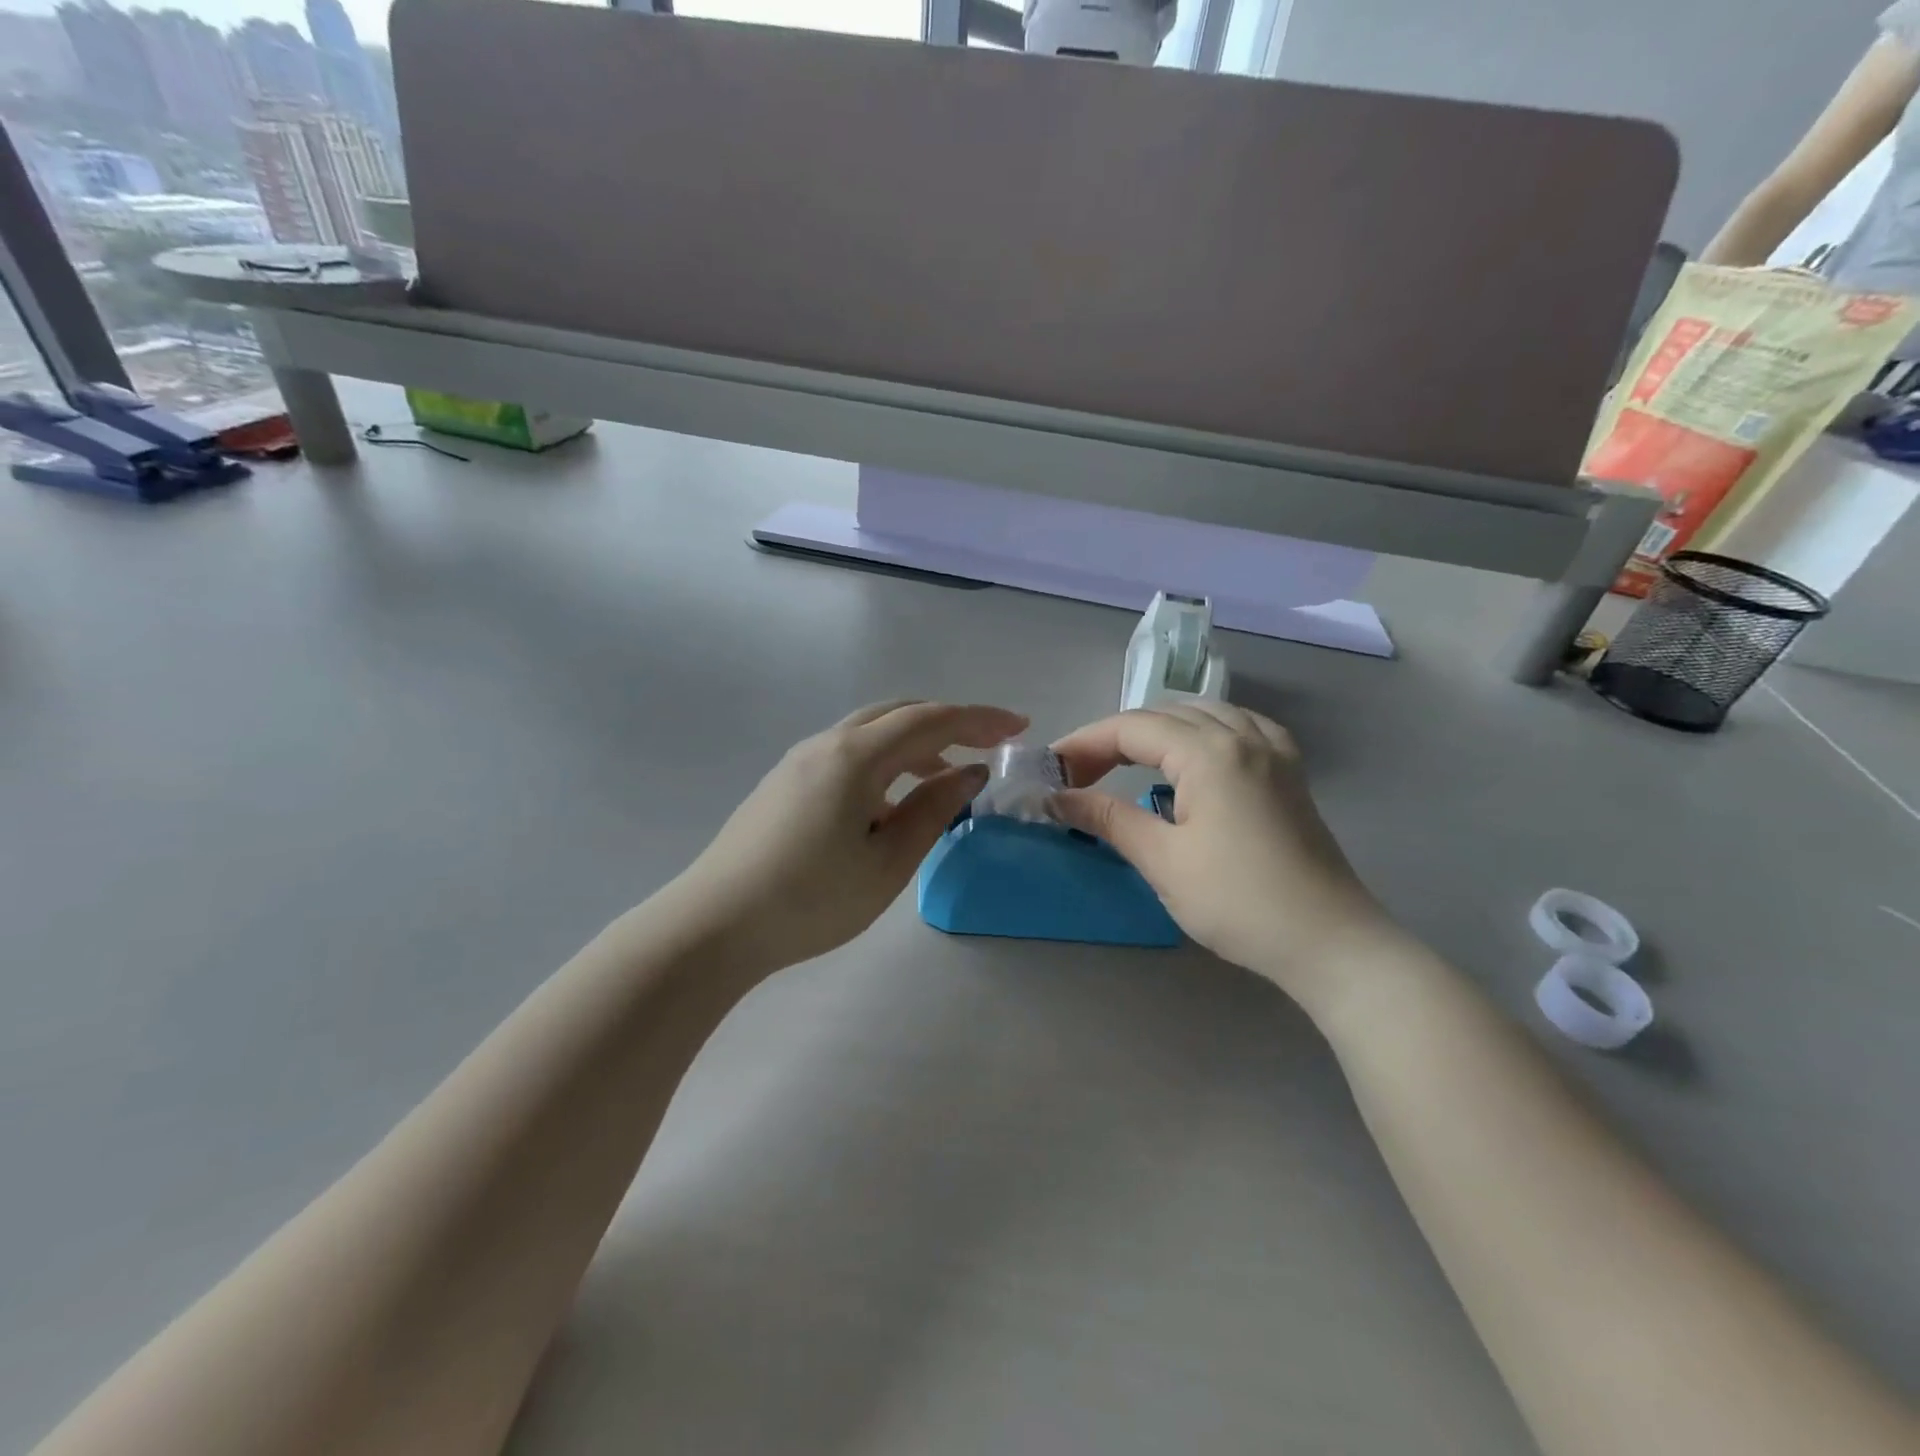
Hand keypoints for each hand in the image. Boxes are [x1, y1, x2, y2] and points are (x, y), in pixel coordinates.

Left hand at [668, 700, 1027, 975]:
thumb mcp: (887, 862)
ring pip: (870, 733)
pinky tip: (890, 802)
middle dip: (949, 723)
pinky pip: (847, 754)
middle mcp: (826, 744)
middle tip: (989, 744)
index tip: (1020, 726)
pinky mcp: (784, 783)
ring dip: (915, 744)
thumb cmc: (811, 900)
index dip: (980, 719)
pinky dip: (883, 762)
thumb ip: (933, 810)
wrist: (714, 925)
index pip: (930, 720)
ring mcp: (799, 761)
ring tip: (945, 778)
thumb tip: (969, 771)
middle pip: (898, 714)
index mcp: (855, 756)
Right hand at [1051, 704, 1392, 1003]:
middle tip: (1081, 775)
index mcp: (1210, 752)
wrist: (1328, 941)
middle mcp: (1243, 736)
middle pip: (1165, 715)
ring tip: (1129, 762)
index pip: (1132, 728)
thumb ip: (1107, 818)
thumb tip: (1056, 798)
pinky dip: (1205, 731)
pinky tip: (1197, 754)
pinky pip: (1241, 727)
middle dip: (1116, 737)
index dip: (1084, 743)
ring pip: (1204, 714)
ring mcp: (1273, 751)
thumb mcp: (1163, 860)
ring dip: (1159, 730)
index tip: (1051, 770)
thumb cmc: (1238, 901)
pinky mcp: (1289, 773)